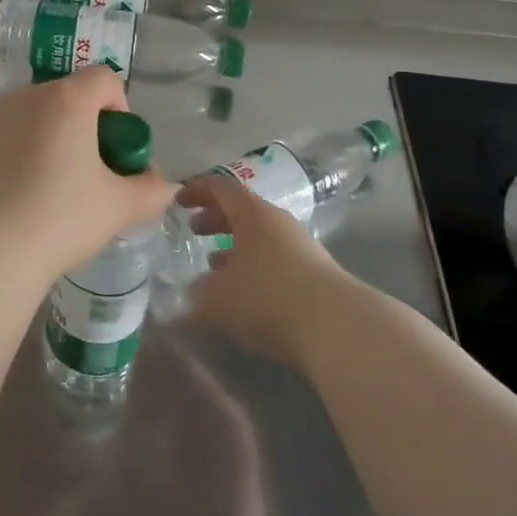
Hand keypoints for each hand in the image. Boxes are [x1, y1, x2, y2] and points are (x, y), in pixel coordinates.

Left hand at [0, 68, 173, 282]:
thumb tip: (162, 185)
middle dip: (81, 127)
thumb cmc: (58, 219)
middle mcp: (24, 96)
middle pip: (65, 97)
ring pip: (28, 117)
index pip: (104, 80)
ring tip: (43, 191)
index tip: (115, 151)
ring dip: (43, 139)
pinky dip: (8, 155)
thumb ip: (150, 190)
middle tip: (84, 175)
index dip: (119, 109)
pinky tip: (7, 198)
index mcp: (66, 100)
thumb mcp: (118, 209)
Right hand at [176, 173, 346, 369]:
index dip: (196, 190)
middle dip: (215, 219)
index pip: (220, 187)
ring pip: (260, 237)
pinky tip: (245, 294)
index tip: (178, 201)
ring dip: (235, 247)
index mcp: (253, 213)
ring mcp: (301, 247)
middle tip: (194, 231)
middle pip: (242, 210)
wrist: (337, 328)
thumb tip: (189, 296)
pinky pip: (275, 260)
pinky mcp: (315, 276)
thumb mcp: (218, 298)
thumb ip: (197, 295)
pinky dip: (254, 268)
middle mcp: (278, 222)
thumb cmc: (268, 297)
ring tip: (215, 266)